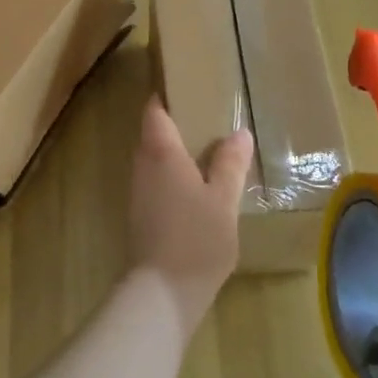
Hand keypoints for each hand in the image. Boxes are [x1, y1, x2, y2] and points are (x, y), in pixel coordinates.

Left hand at [127, 97, 254, 338]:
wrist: (163, 292)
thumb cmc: (196, 238)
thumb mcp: (223, 200)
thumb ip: (230, 164)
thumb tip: (238, 133)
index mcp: (161, 153)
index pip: (154, 110)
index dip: (166, 95)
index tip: (187, 85)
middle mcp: (143, 165)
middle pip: (153, 133)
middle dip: (176, 122)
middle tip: (208, 116)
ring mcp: (139, 191)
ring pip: (155, 158)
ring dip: (176, 151)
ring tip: (209, 149)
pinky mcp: (142, 213)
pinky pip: (157, 180)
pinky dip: (175, 174)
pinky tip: (198, 186)